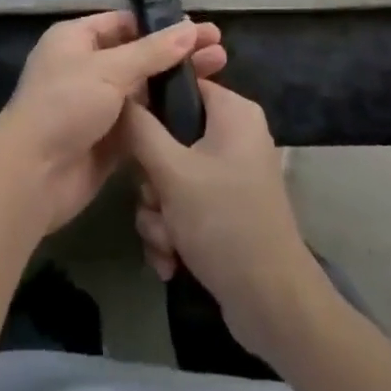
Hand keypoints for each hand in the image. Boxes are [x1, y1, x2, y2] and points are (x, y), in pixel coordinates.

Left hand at [0, 11, 225, 233]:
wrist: (32, 176)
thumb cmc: (64, 106)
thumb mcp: (108, 70)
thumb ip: (152, 52)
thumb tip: (189, 28)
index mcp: (77, 39)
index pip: (125, 23)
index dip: (161, 25)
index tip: (199, 28)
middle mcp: (87, 67)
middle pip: (139, 55)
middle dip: (177, 53)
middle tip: (220, 51)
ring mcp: (98, 105)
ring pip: (144, 89)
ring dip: (176, 84)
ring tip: (219, 75)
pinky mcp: (109, 140)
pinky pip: (143, 122)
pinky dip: (166, 116)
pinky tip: (199, 112)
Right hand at [125, 79, 325, 361]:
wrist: (272, 306)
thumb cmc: (224, 222)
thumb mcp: (172, 172)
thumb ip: (140, 129)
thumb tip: (119, 93)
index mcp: (233, 112)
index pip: (181, 85)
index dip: (150, 106)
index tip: (130, 133)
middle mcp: (234, 136)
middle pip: (170, 138)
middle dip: (153, 182)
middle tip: (156, 202)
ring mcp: (231, 175)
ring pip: (171, 178)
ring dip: (158, 214)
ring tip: (166, 243)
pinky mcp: (226, 210)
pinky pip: (184, 206)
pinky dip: (173, 233)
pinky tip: (172, 261)